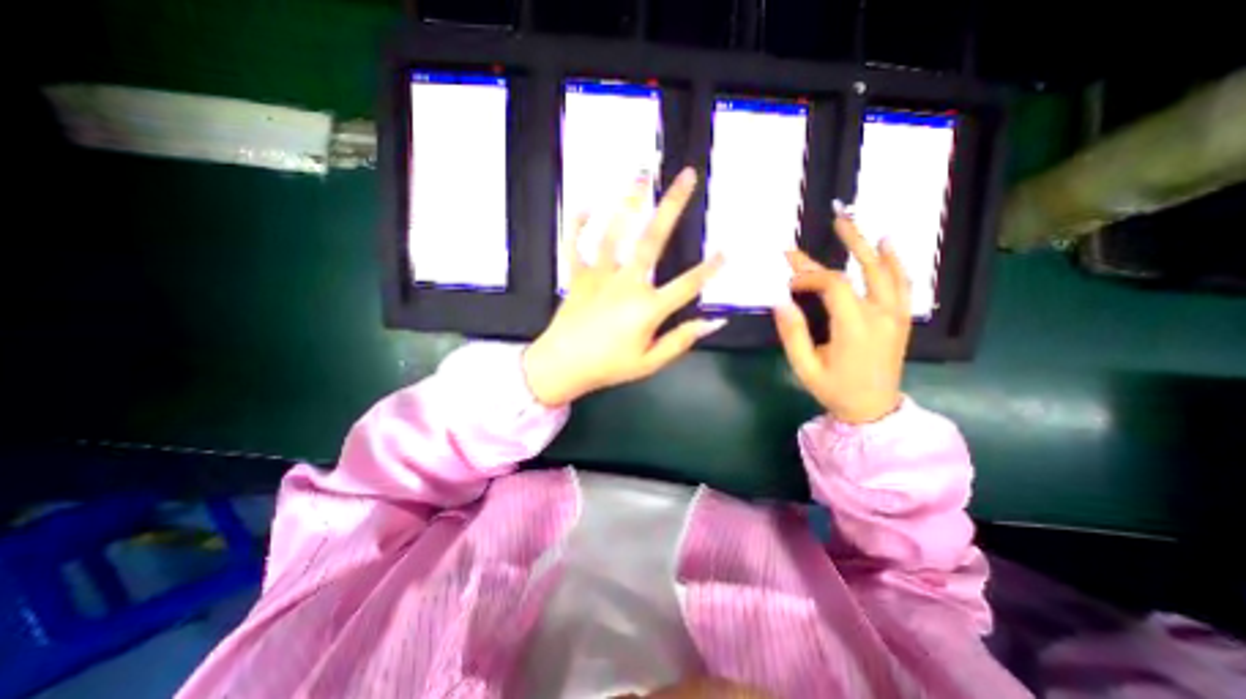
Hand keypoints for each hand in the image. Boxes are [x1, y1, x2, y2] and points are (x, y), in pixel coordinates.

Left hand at [523, 169, 725, 406]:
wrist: (562, 367)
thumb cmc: (609, 367)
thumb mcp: (650, 362)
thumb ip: (681, 340)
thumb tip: (714, 322)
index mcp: (647, 308)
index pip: (688, 285)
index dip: (710, 269)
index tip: (727, 250)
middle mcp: (626, 283)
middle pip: (653, 240)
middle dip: (672, 205)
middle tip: (686, 176)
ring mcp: (599, 276)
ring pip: (614, 233)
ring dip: (628, 202)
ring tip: (640, 176)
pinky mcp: (577, 277)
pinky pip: (574, 246)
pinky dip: (577, 225)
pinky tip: (583, 204)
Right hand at [775, 214, 912, 422]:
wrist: (873, 410)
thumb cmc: (835, 390)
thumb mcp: (805, 367)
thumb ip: (793, 334)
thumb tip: (781, 301)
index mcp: (855, 327)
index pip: (833, 286)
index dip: (809, 277)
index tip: (789, 283)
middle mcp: (880, 315)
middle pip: (865, 269)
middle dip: (847, 242)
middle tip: (835, 218)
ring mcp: (895, 316)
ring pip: (887, 271)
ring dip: (870, 245)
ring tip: (856, 223)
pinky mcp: (900, 319)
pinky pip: (902, 284)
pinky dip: (895, 262)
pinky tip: (887, 245)